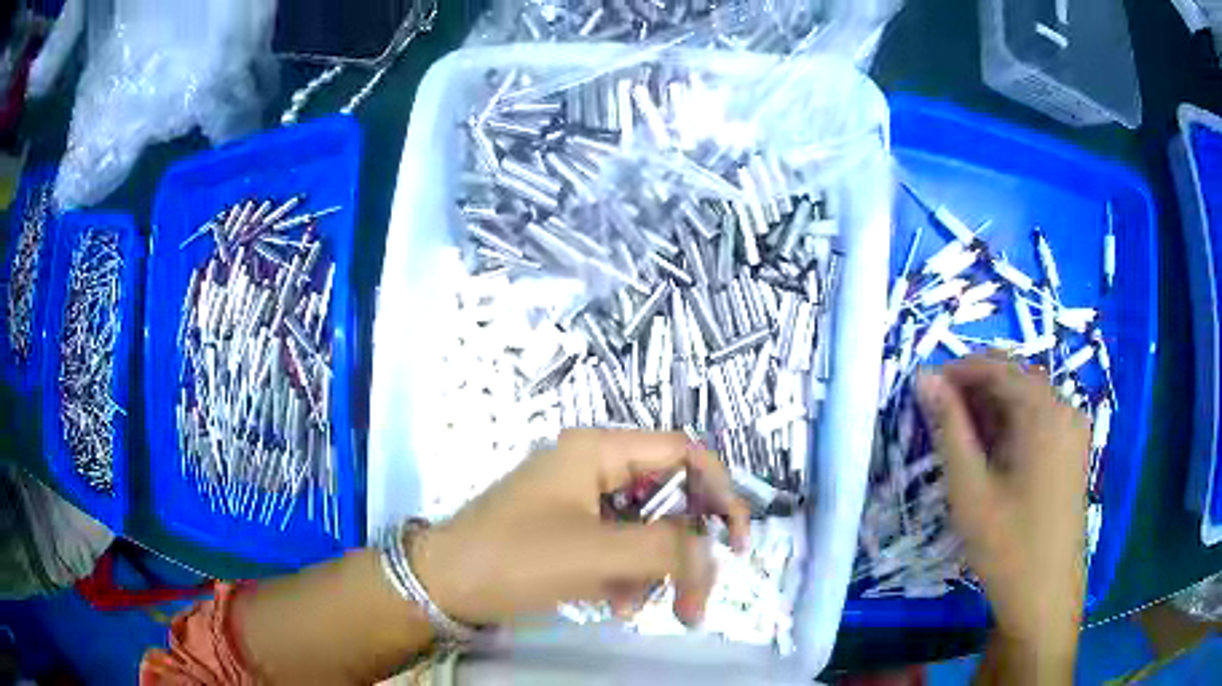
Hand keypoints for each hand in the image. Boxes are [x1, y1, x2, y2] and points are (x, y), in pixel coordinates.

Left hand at [410, 429, 750, 626]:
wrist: (444, 586)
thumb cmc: (514, 557)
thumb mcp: (594, 552)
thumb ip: (665, 549)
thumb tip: (711, 557)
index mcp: (597, 450)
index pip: (682, 453)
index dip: (719, 490)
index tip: (737, 540)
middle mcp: (593, 467)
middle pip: (668, 496)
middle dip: (686, 547)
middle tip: (696, 594)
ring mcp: (581, 501)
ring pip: (647, 528)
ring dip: (655, 568)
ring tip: (639, 604)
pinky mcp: (572, 532)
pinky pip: (620, 548)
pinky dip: (629, 576)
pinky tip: (618, 602)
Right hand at [916, 356, 1087, 665]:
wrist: (1045, 597)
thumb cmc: (1007, 545)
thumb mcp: (970, 489)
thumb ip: (949, 428)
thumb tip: (924, 378)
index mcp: (1044, 412)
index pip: (997, 367)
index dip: (957, 371)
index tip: (924, 389)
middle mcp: (1065, 409)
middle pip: (1016, 378)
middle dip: (975, 389)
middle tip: (937, 416)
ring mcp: (1073, 431)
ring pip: (1028, 399)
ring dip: (992, 408)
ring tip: (959, 437)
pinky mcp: (1073, 452)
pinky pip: (1040, 421)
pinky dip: (1012, 425)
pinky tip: (992, 453)